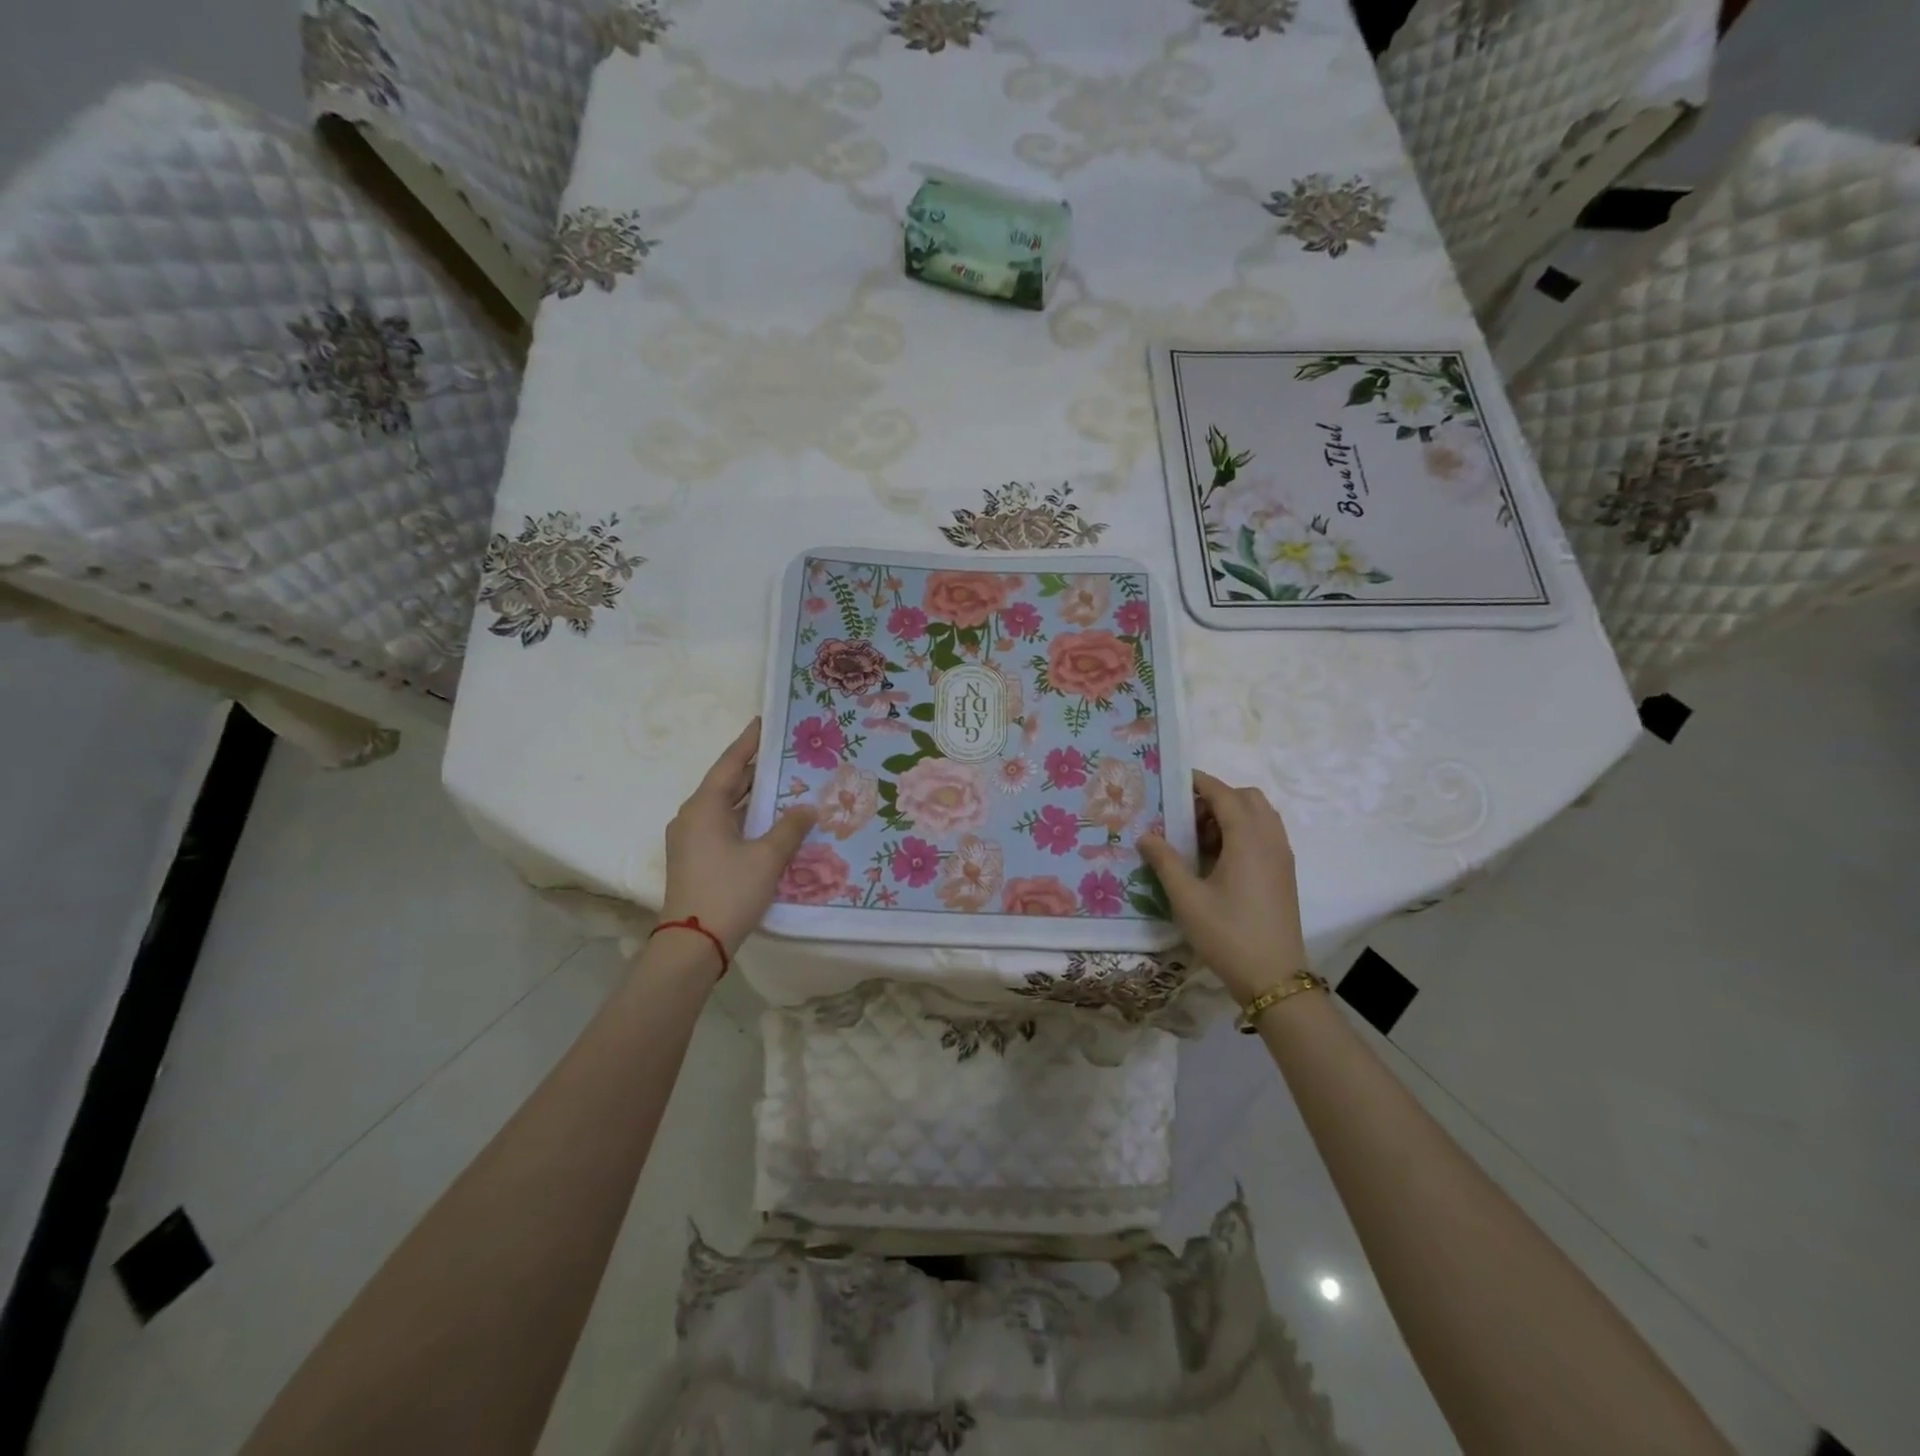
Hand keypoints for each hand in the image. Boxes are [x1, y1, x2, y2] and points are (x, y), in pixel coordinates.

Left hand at [659, 719, 816, 959]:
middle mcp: (692, 817)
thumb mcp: (767, 857)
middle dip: (754, 768)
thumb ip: (790, 828)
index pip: (730, 763)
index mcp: (704, 807)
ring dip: (752, 795)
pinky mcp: (695, 859)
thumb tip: (807, 808)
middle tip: (785, 752)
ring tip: (784, 781)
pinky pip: (723, 825)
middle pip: (726, 783)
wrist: (693, 944)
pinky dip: (746, 817)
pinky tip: (770, 821)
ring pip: (725, 806)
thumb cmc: (729, 891)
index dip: (749, 742)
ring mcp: (690, 839)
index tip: (765, 722)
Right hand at [1138, 771, 1307, 1004]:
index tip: (1174, 780)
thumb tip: (1146, 835)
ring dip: (1233, 814)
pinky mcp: (1284, 874)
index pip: (1225, 794)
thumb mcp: (1187, 898)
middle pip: (1248, 798)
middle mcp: (1270, 840)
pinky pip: (1266, 834)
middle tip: (1187, 816)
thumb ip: (1165, 861)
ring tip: (1200, 838)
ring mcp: (1282, 857)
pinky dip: (1244, 831)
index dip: (1200, 782)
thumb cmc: (1227, 934)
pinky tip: (1219, 857)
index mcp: (1248, 840)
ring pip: (1261, 815)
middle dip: (1218, 796)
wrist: (1274, 979)